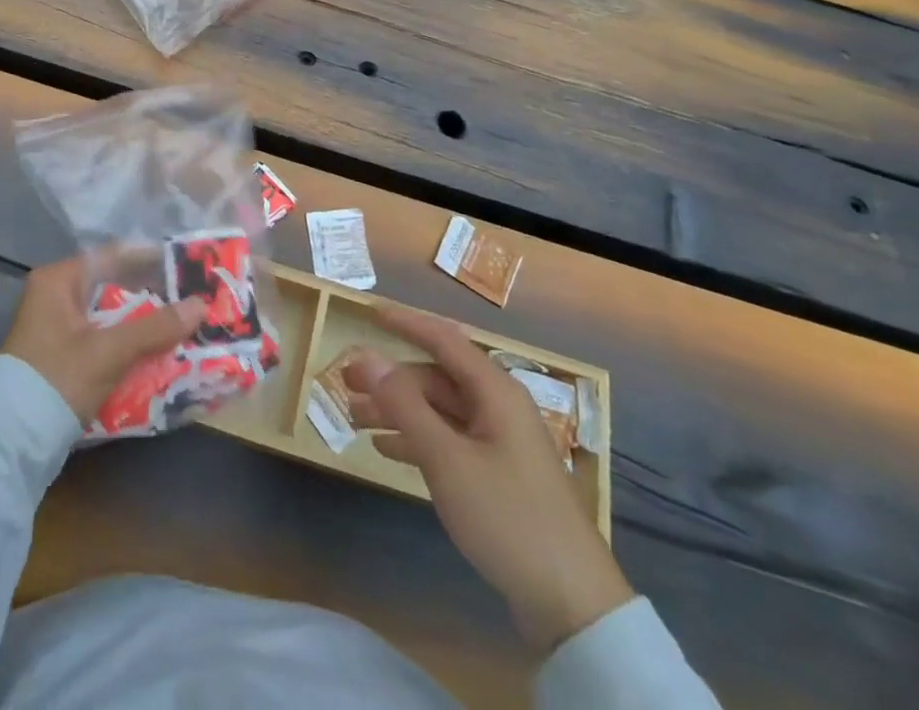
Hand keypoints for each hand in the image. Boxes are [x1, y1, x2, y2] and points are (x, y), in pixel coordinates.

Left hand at [2, 256, 207, 423]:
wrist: (11, 444)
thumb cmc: (58, 379)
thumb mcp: (109, 351)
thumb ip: (155, 327)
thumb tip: (200, 306)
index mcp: (58, 280)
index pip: (113, 255)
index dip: (151, 259)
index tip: (186, 266)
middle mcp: (54, 295)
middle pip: (112, 285)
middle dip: (151, 294)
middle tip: (189, 297)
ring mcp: (55, 326)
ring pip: (109, 313)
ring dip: (141, 320)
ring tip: (181, 322)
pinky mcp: (59, 354)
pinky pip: (102, 336)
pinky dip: (126, 341)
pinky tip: (156, 350)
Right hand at [344, 304, 632, 657]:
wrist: (572, 605)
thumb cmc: (508, 517)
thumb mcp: (447, 459)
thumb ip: (404, 405)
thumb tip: (367, 356)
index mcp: (494, 391)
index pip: (443, 339)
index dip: (407, 323)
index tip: (369, 313)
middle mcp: (497, 408)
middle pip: (436, 379)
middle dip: (391, 379)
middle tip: (346, 384)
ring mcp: (499, 443)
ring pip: (439, 411)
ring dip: (398, 411)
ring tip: (354, 419)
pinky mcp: (497, 476)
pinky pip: (448, 441)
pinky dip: (416, 440)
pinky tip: (385, 449)